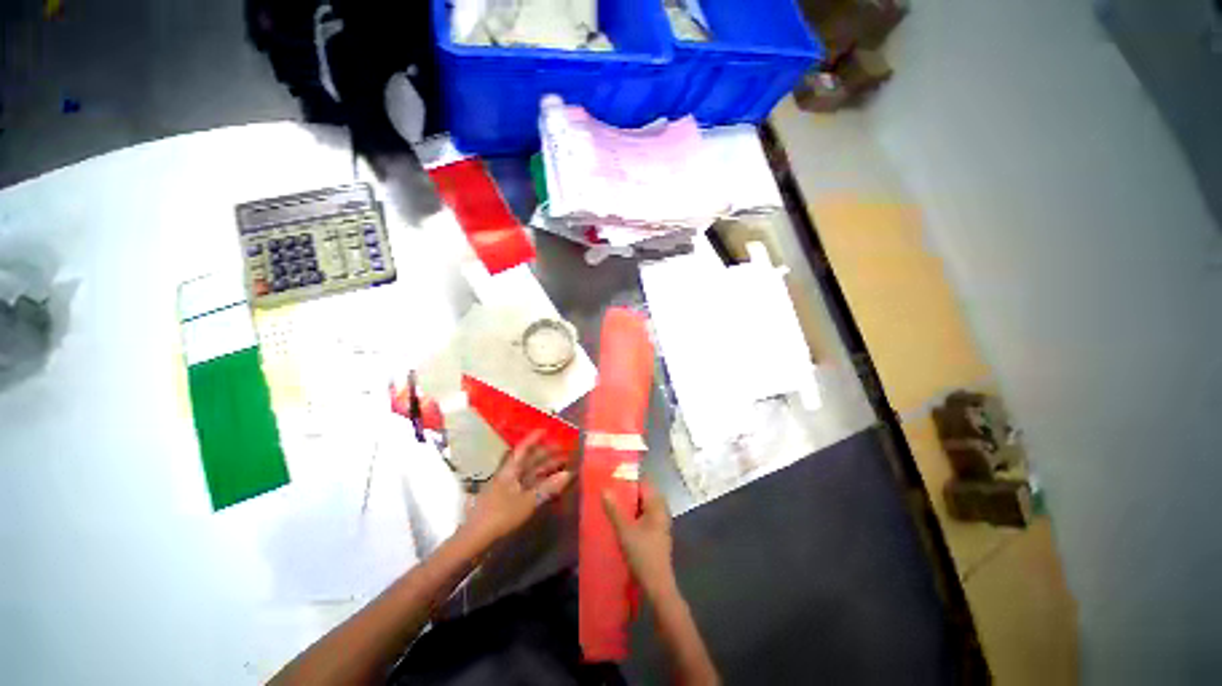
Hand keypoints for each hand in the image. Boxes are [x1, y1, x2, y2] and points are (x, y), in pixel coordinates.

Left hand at [460, 431, 572, 547]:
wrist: (475, 540)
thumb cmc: (500, 516)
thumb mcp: (527, 502)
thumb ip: (548, 488)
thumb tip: (568, 474)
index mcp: (510, 471)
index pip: (523, 450)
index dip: (534, 439)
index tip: (546, 430)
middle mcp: (509, 476)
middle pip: (529, 461)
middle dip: (546, 455)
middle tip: (564, 452)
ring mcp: (508, 489)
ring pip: (529, 474)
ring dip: (545, 470)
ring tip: (562, 468)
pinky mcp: (509, 502)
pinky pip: (528, 487)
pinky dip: (540, 484)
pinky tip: (550, 487)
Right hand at [603, 479, 675, 597]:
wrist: (657, 585)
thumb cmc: (643, 554)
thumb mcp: (625, 531)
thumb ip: (614, 509)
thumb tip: (604, 489)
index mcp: (657, 505)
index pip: (643, 483)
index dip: (629, 478)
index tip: (613, 476)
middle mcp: (661, 510)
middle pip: (643, 493)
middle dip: (627, 491)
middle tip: (609, 489)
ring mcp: (660, 522)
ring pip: (642, 505)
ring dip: (629, 503)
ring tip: (611, 502)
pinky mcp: (656, 533)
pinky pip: (643, 516)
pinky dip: (633, 514)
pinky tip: (620, 519)